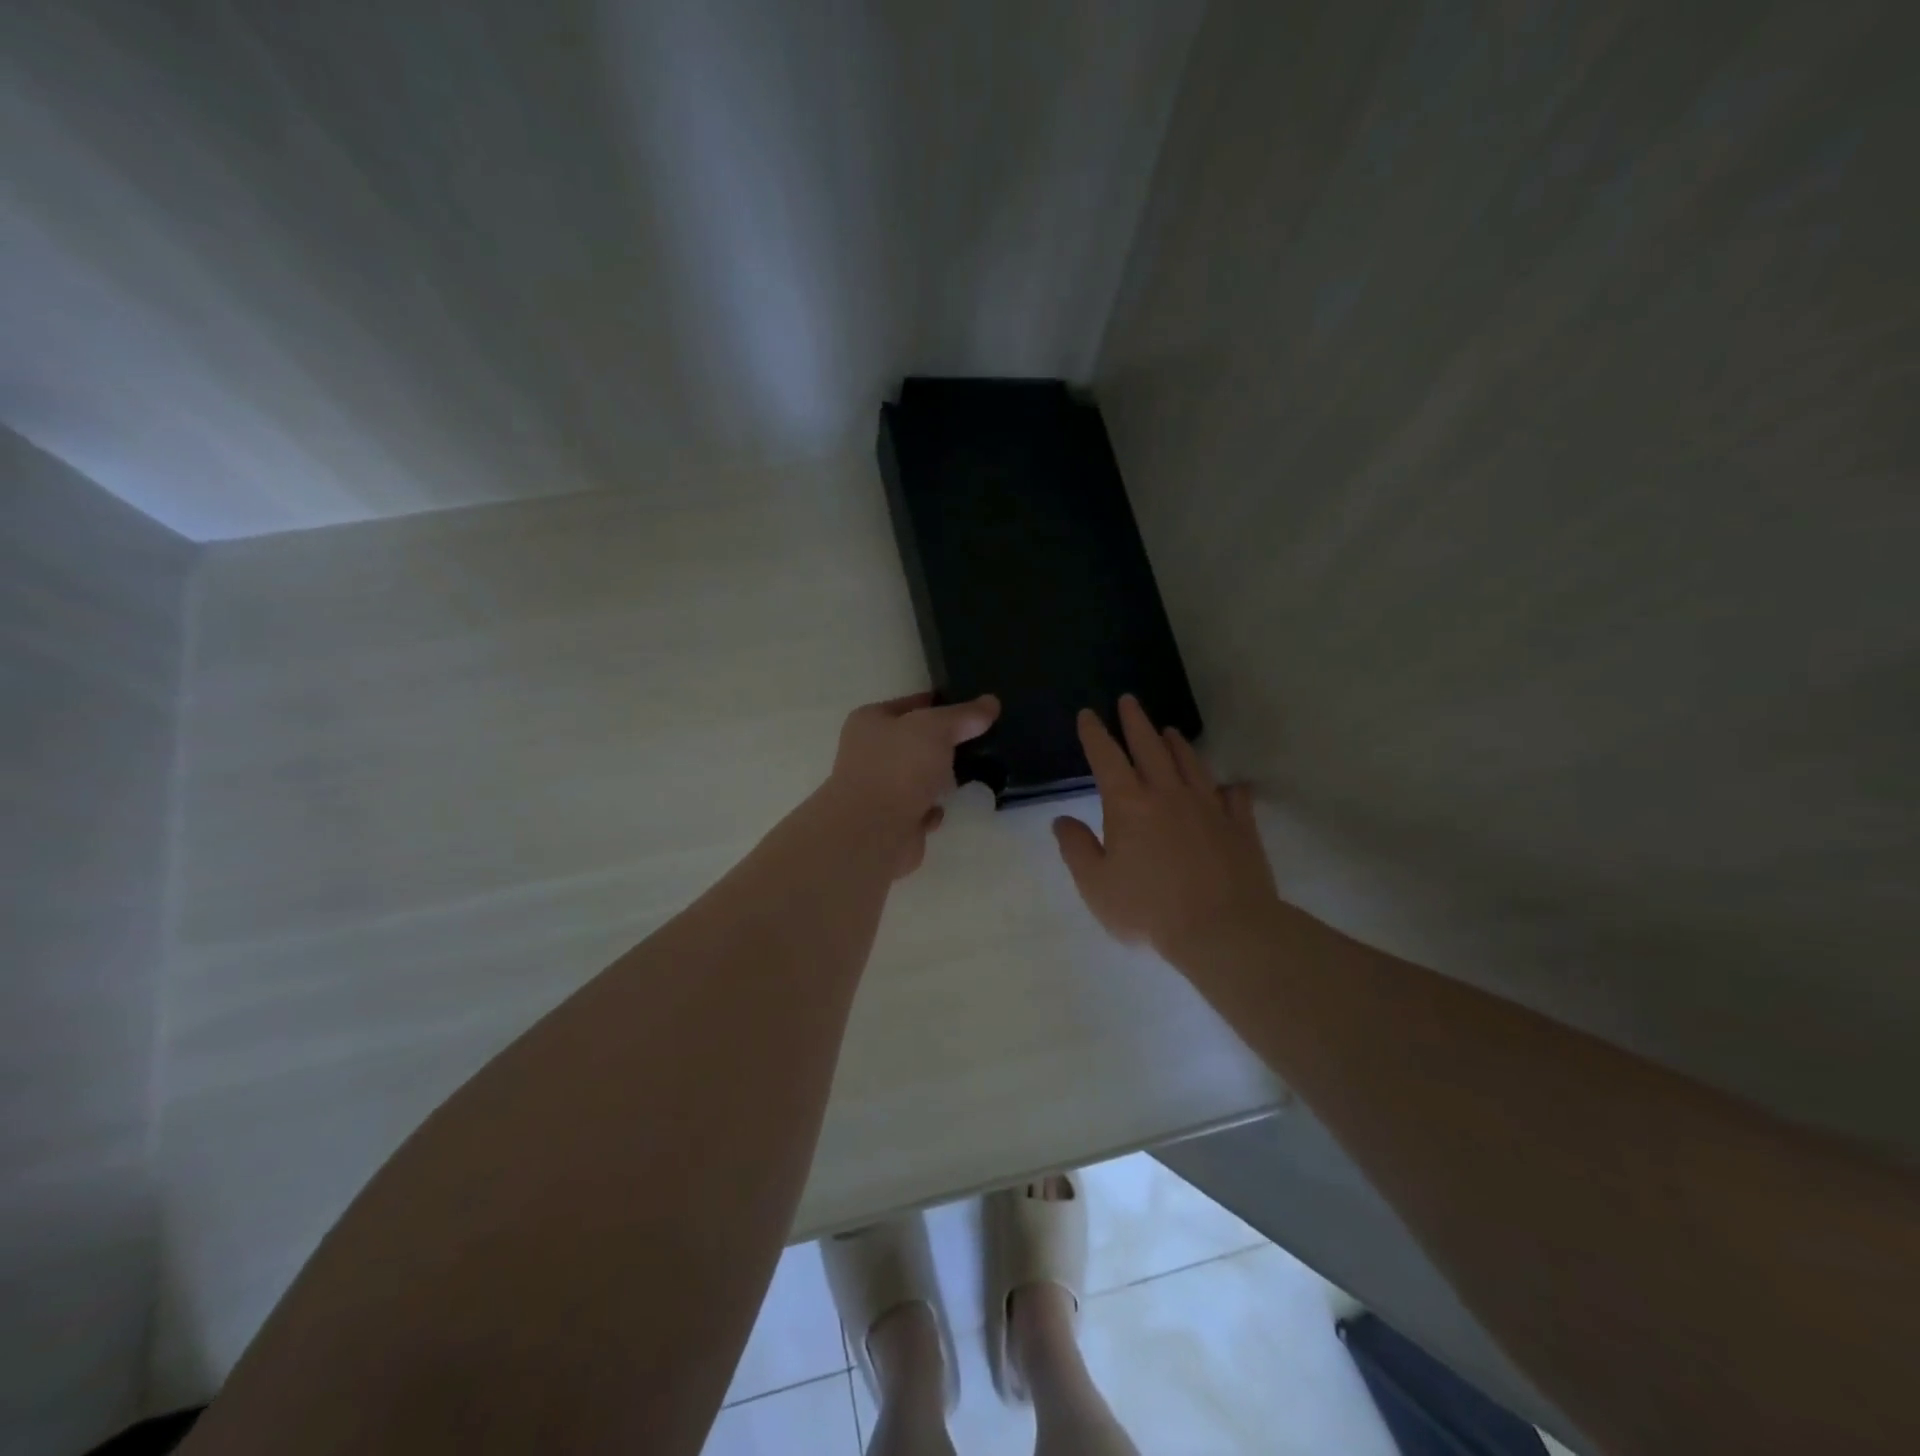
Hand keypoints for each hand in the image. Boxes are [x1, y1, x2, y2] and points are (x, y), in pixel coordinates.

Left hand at [824, 691, 999, 877]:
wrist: (876, 832)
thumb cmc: (899, 767)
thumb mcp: (936, 728)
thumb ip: (964, 715)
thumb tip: (991, 702)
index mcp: (870, 721)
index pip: (911, 704)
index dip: (941, 704)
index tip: (974, 709)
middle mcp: (869, 752)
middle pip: (916, 742)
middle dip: (945, 744)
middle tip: (981, 740)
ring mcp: (878, 788)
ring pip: (919, 776)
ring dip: (941, 779)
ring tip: (974, 772)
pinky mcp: (892, 820)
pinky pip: (920, 807)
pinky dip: (934, 808)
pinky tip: (947, 807)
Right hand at [1053, 695, 1278, 965]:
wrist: (1223, 928)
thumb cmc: (1149, 908)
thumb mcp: (1096, 885)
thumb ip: (1076, 849)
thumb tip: (1062, 820)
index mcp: (1129, 804)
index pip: (1106, 757)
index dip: (1095, 734)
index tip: (1088, 714)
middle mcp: (1168, 794)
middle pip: (1150, 747)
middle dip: (1136, 722)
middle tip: (1129, 700)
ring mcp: (1208, 806)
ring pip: (1190, 763)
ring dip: (1176, 744)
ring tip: (1169, 731)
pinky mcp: (1239, 825)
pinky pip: (1233, 796)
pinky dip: (1228, 786)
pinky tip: (1228, 785)